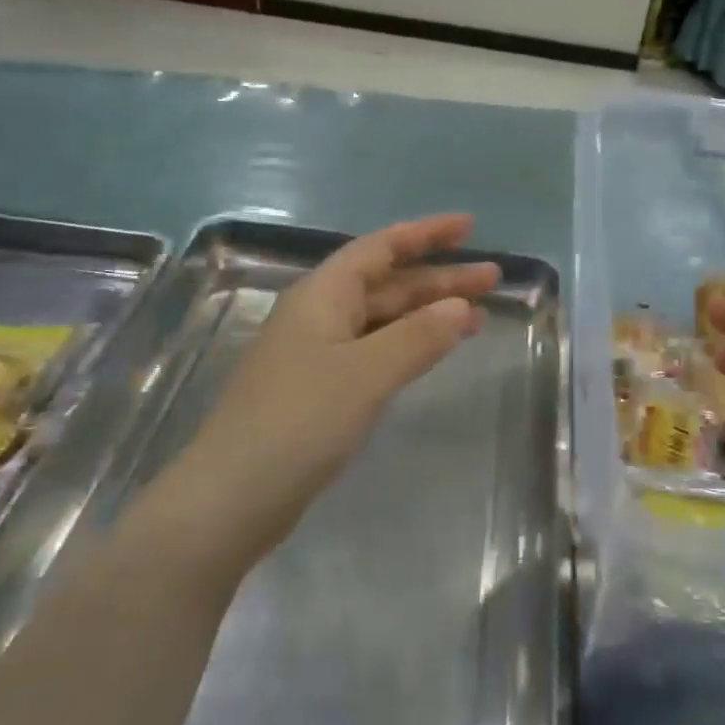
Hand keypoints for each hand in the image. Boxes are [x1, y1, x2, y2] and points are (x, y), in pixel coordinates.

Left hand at [186, 215, 499, 548]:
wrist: (232, 497)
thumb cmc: (299, 421)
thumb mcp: (366, 373)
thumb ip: (417, 337)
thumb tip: (461, 308)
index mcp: (322, 295)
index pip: (381, 247)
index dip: (425, 233)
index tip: (469, 227)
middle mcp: (319, 315)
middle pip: (387, 283)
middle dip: (438, 278)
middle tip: (492, 278)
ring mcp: (318, 354)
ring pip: (383, 319)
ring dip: (428, 313)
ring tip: (478, 317)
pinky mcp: (321, 390)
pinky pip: (375, 350)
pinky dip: (409, 345)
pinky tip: (433, 352)